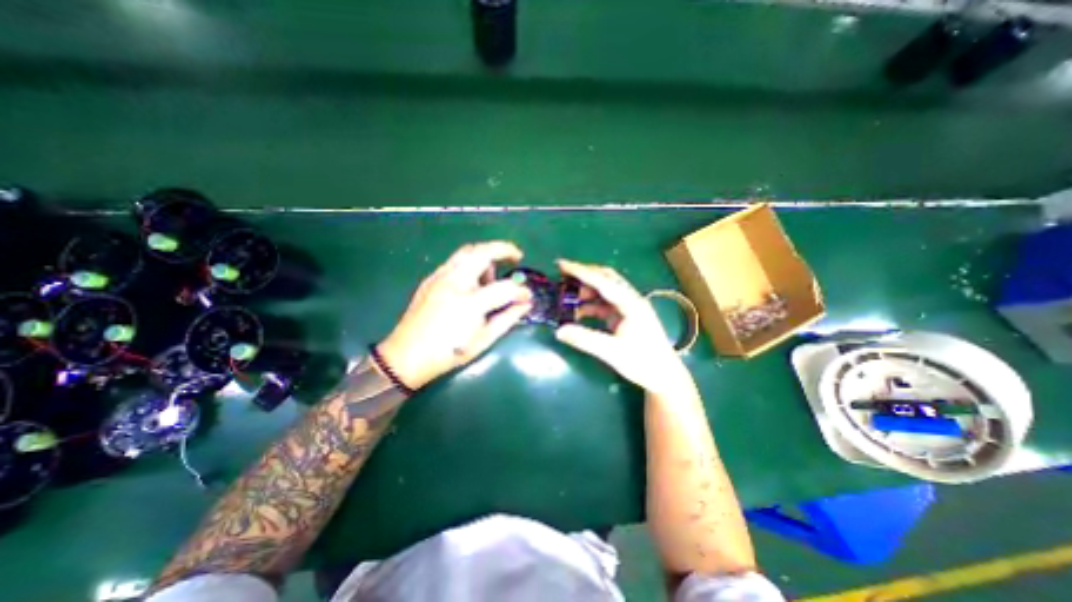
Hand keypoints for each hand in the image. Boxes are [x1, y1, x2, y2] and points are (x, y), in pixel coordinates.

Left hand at [375, 240, 532, 386]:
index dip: (521, 290)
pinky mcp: (431, 279)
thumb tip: (526, 304)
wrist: (407, 356)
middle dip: (504, 249)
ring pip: (467, 252)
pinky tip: (471, 282)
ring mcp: (440, 277)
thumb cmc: (449, 352)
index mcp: (470, 303)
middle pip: (483, 251)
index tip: (527, 296)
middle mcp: (454, 282)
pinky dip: (470, 263)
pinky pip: (455, 261)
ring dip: (486, 255)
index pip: (504, 288)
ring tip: (492, 275)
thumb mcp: (484, 340)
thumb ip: (508, 318)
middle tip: (516, 257)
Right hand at [551, 258, 694, 396]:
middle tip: (562, 275)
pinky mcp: (625, 316)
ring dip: (586, 291)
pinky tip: (577, 312)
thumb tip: (559, 331)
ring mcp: (628, 308)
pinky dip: (590, 305)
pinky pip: (604, 305)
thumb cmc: (644, 363)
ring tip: (566, 295)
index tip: (561, 264)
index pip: (602, 281)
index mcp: (631, 303)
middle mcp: (631, 300)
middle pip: (606, 278)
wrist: (664, 376)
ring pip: (604, 291)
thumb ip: (585, 340)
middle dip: (584, 274)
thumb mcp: (613, 352)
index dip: (581, 271)